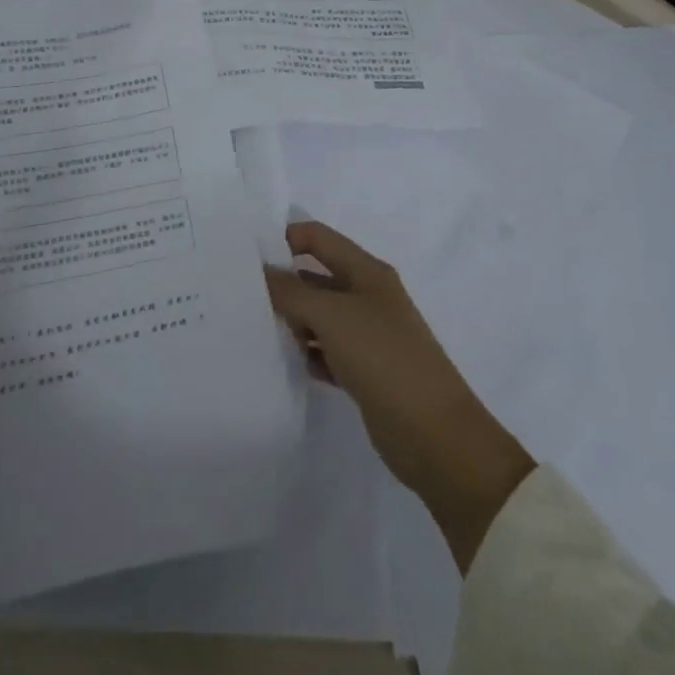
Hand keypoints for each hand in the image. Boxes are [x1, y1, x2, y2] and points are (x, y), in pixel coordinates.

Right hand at [265, 222, 533, 570]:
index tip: (246, 257)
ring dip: (292, 322)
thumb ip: (292, 291)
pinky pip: (326, 351)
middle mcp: (367, 297)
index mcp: (367, 271)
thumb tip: (262, 273)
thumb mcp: (332, 316)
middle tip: (240, 296)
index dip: (285, 239)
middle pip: (316, 277)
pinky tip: (284, 363)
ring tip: (254, 330)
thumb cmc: (384, 358)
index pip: (318, 238)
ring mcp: (367, 335)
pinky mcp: (364, 371)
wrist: (435, 436)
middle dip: (282, 283)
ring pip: (319, 317)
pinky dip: (307, 354)